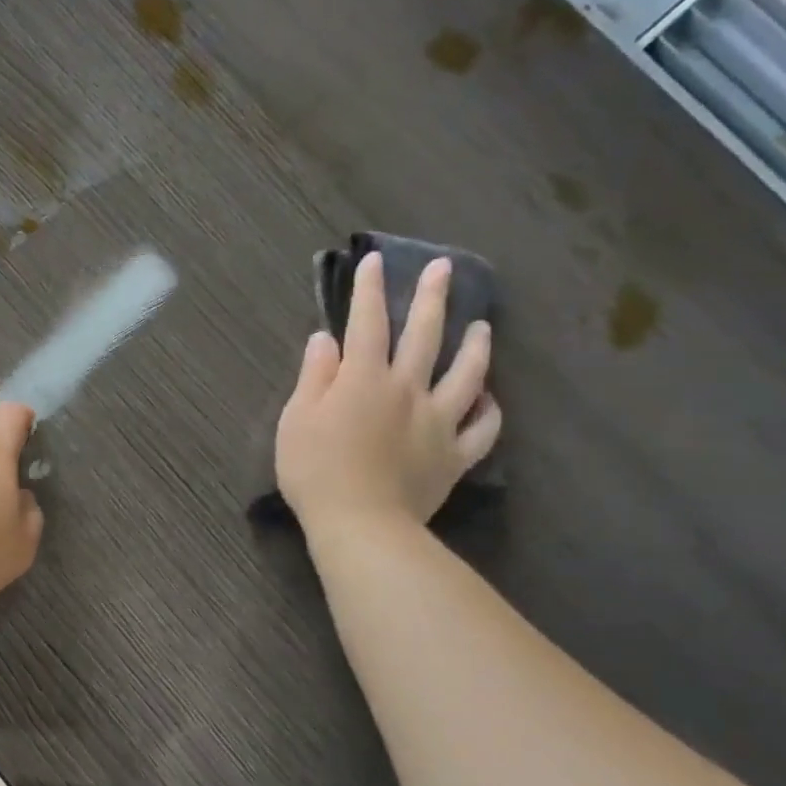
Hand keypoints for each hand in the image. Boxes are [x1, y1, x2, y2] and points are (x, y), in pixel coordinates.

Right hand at [276, 254, 501, 528]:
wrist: (360, 524)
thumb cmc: (315, 470)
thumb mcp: (296, 419)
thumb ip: (314, 376)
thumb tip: (326, 340)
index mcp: (363, 379)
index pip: (367, 323)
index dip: (369, 290)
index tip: (374, 261)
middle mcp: (406, 389)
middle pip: (424, 335)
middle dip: (432, 297)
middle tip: (443, 269)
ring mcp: (437, 422)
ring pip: (466, 375)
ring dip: (475, 347)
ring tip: (482, 326)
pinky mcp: (453, 456)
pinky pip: (481, 429)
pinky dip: (489, 411)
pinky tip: (489, 398)